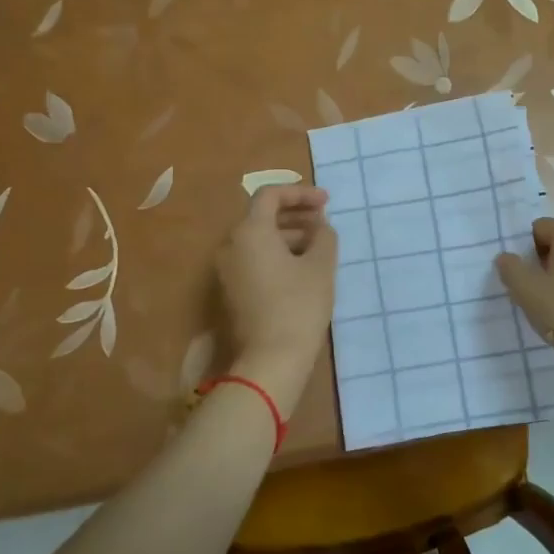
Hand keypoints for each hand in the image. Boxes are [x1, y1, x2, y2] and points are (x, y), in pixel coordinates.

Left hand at [215, 185, 337, 414]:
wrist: (271, 360)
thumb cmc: (299, 306)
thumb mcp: (321, 266)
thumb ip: (324, 236)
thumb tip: (319, 226)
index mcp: (250, 231)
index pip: (270, 195)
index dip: (300, 193)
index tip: (326, 202)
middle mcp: (231, 245)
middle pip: (262, 216)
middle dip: (295, 214)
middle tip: (324, 222)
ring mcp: (227, 270)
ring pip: (258, 239)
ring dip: (288, 235)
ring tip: (318, 246)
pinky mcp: (231, 291)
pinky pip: (253, 259)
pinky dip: (276, 254)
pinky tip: (301, 268)